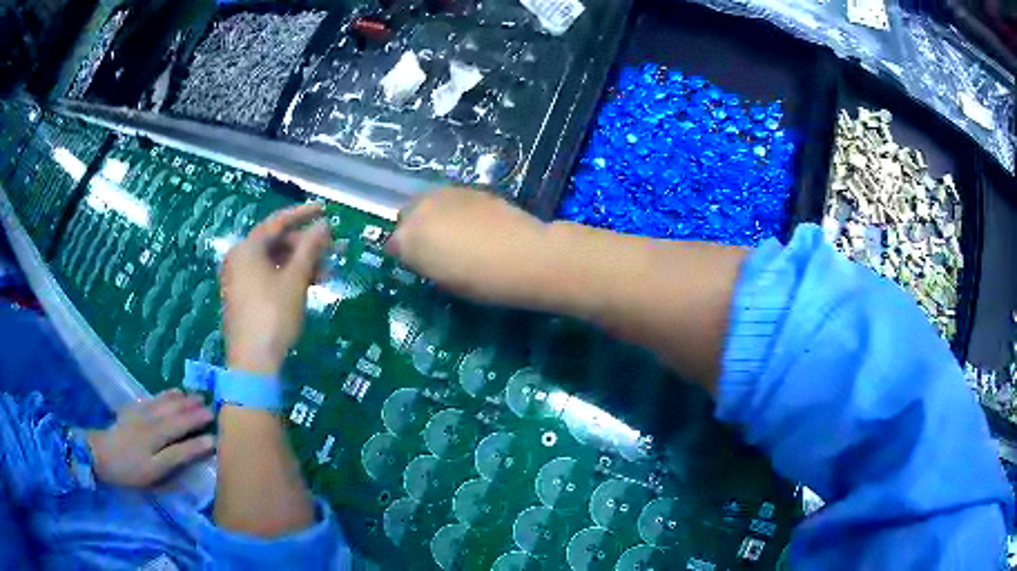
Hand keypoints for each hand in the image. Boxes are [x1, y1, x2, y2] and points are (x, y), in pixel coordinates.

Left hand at [88, 390, 214, 487]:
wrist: (100, 454)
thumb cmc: (129, 472)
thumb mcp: (153, 474)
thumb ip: (175, 459)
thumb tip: (194, 451)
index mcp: (156, 443)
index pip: (182, 440)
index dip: (199, 440)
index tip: (216, 436)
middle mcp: (151, 425)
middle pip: (175, 417)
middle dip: (194, 412)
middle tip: (211, 407)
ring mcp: (141, 414)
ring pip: (166, 403)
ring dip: (183, 400)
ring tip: (197, 396)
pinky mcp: (133, 409)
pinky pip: (154, 398)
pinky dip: (167, 394)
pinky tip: (174, 392)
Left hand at [220, 203, 331, 374]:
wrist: (252, 363)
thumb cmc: (273, 315)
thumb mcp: (295, 280)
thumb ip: (310, 248)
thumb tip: (324, 224)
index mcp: (247, 248)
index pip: (278, 221)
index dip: (303, 214)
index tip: (325, 210)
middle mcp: (239, 259)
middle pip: (276, 242)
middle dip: (305, 246)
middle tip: (332, 251)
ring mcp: (238, 280)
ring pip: (273, 262)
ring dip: (299, 264)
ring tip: (324, 274)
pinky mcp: (242, 298)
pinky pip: (266, 277)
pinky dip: (287, 277)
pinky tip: (306, 286)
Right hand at [387, 188, 548, 304]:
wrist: (522, 255)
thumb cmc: (479, 281)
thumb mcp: (442, 281)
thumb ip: (425, 264)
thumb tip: (424, 256)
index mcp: (407, 239)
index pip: (394, 245)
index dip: (407, 255)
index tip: (421, 265)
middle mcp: (419, 209)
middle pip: (407, 216)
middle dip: (416, 228)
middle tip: (436, 247)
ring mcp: (445, 194)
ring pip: (429, 203)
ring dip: (435, 215)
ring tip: (456, 233)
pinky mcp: (469, 188)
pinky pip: (451, 199)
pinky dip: (455, 209)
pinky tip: (474, 224)